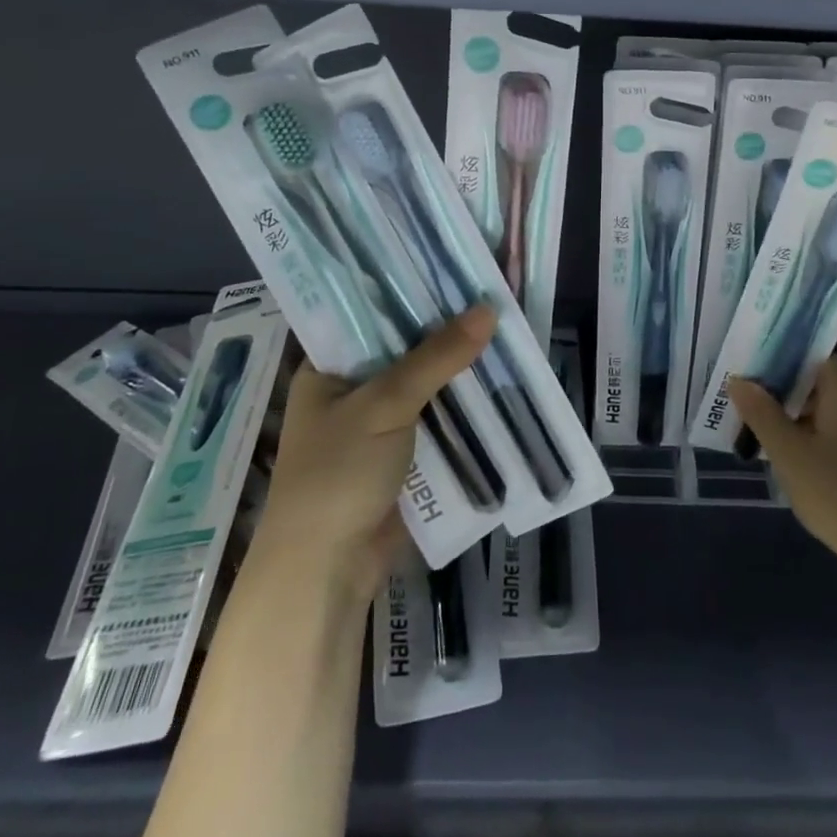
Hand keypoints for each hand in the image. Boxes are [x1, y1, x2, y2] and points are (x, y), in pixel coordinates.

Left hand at [255, 304, 496, 604]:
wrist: (328, 570)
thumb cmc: (338, 474)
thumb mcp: (385, 404)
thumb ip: (437, 357)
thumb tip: (489, 309)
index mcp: (329, 367)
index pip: (372, 313)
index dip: (412, 290)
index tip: (456, 266)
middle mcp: (353, 389)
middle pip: (406, 348)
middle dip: (447, 329)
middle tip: (493, 292)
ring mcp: (379, 423)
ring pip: (427, 382)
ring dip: (460, 366)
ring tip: (507, 327)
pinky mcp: (404, 453)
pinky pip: (438, 416)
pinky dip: (464, 402)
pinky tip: (499, 378)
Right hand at [730, 360, 836, 601]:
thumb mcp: (790, 456)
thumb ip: (763, 415)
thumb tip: (739, 380)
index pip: (815, 361)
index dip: (786, 368)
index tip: (758, 387)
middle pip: (828, 387)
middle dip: (795, 400)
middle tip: (762, 421)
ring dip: (814, 425)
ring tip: (784, 449)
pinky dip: (835, 444)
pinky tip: (817, 472)